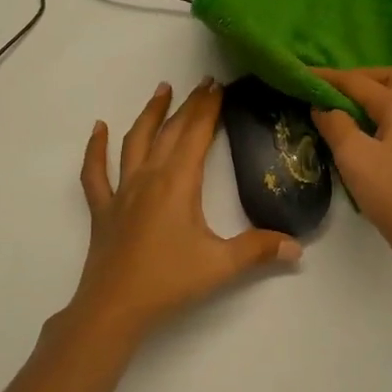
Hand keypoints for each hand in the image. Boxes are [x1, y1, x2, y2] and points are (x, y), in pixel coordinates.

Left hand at [72, 78, 301, 340]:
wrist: (114, 309)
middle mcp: (149, 176)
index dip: (209, 108)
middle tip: (204, 83)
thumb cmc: (168, 282)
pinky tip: (97, 129)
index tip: (219, 85)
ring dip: (150, 113)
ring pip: (135, 141)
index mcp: (178, 182)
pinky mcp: (103, 208)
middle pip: (171, 131)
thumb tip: (297, 247)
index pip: (197, 134)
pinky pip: (95, 173)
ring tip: (162, 89)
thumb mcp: (220, 266)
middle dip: (189, 105)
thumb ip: (259, 251)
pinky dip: (95, 149)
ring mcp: (122, 191)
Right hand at [309, 66, 391, 264]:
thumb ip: (336, 125)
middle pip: (390, 78)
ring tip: (343, 109)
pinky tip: (362, 132)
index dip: (328, 77)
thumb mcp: (354, 156)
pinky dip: (379, 114)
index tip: (301, 73)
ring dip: (372, 95)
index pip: (358, 81)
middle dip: (361, 77)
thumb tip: (323, 107)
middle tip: (332, 89)